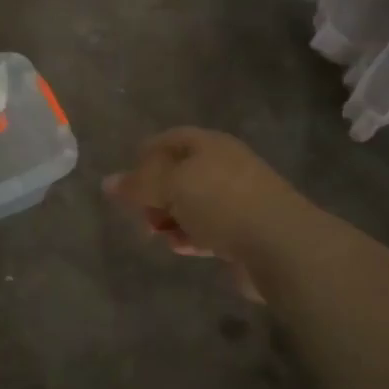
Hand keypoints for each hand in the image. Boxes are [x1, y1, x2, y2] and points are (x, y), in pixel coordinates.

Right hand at [103, 128, 294, 269]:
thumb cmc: (221, 203)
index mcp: (208, 145)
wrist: (281, 245)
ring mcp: (237, 199)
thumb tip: (107, 182)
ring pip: (192, 204)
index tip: (127, 183)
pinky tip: (182, 248)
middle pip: (178, 174)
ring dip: (171, 219)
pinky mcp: (244, 230)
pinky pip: (208, 228)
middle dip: (155, 194)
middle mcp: (223, 166)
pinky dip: (191, 236)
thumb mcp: (170, 186)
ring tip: (157, 235)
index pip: (168, 140)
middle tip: (140, 215)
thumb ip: (137, 184)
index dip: (144, 156)